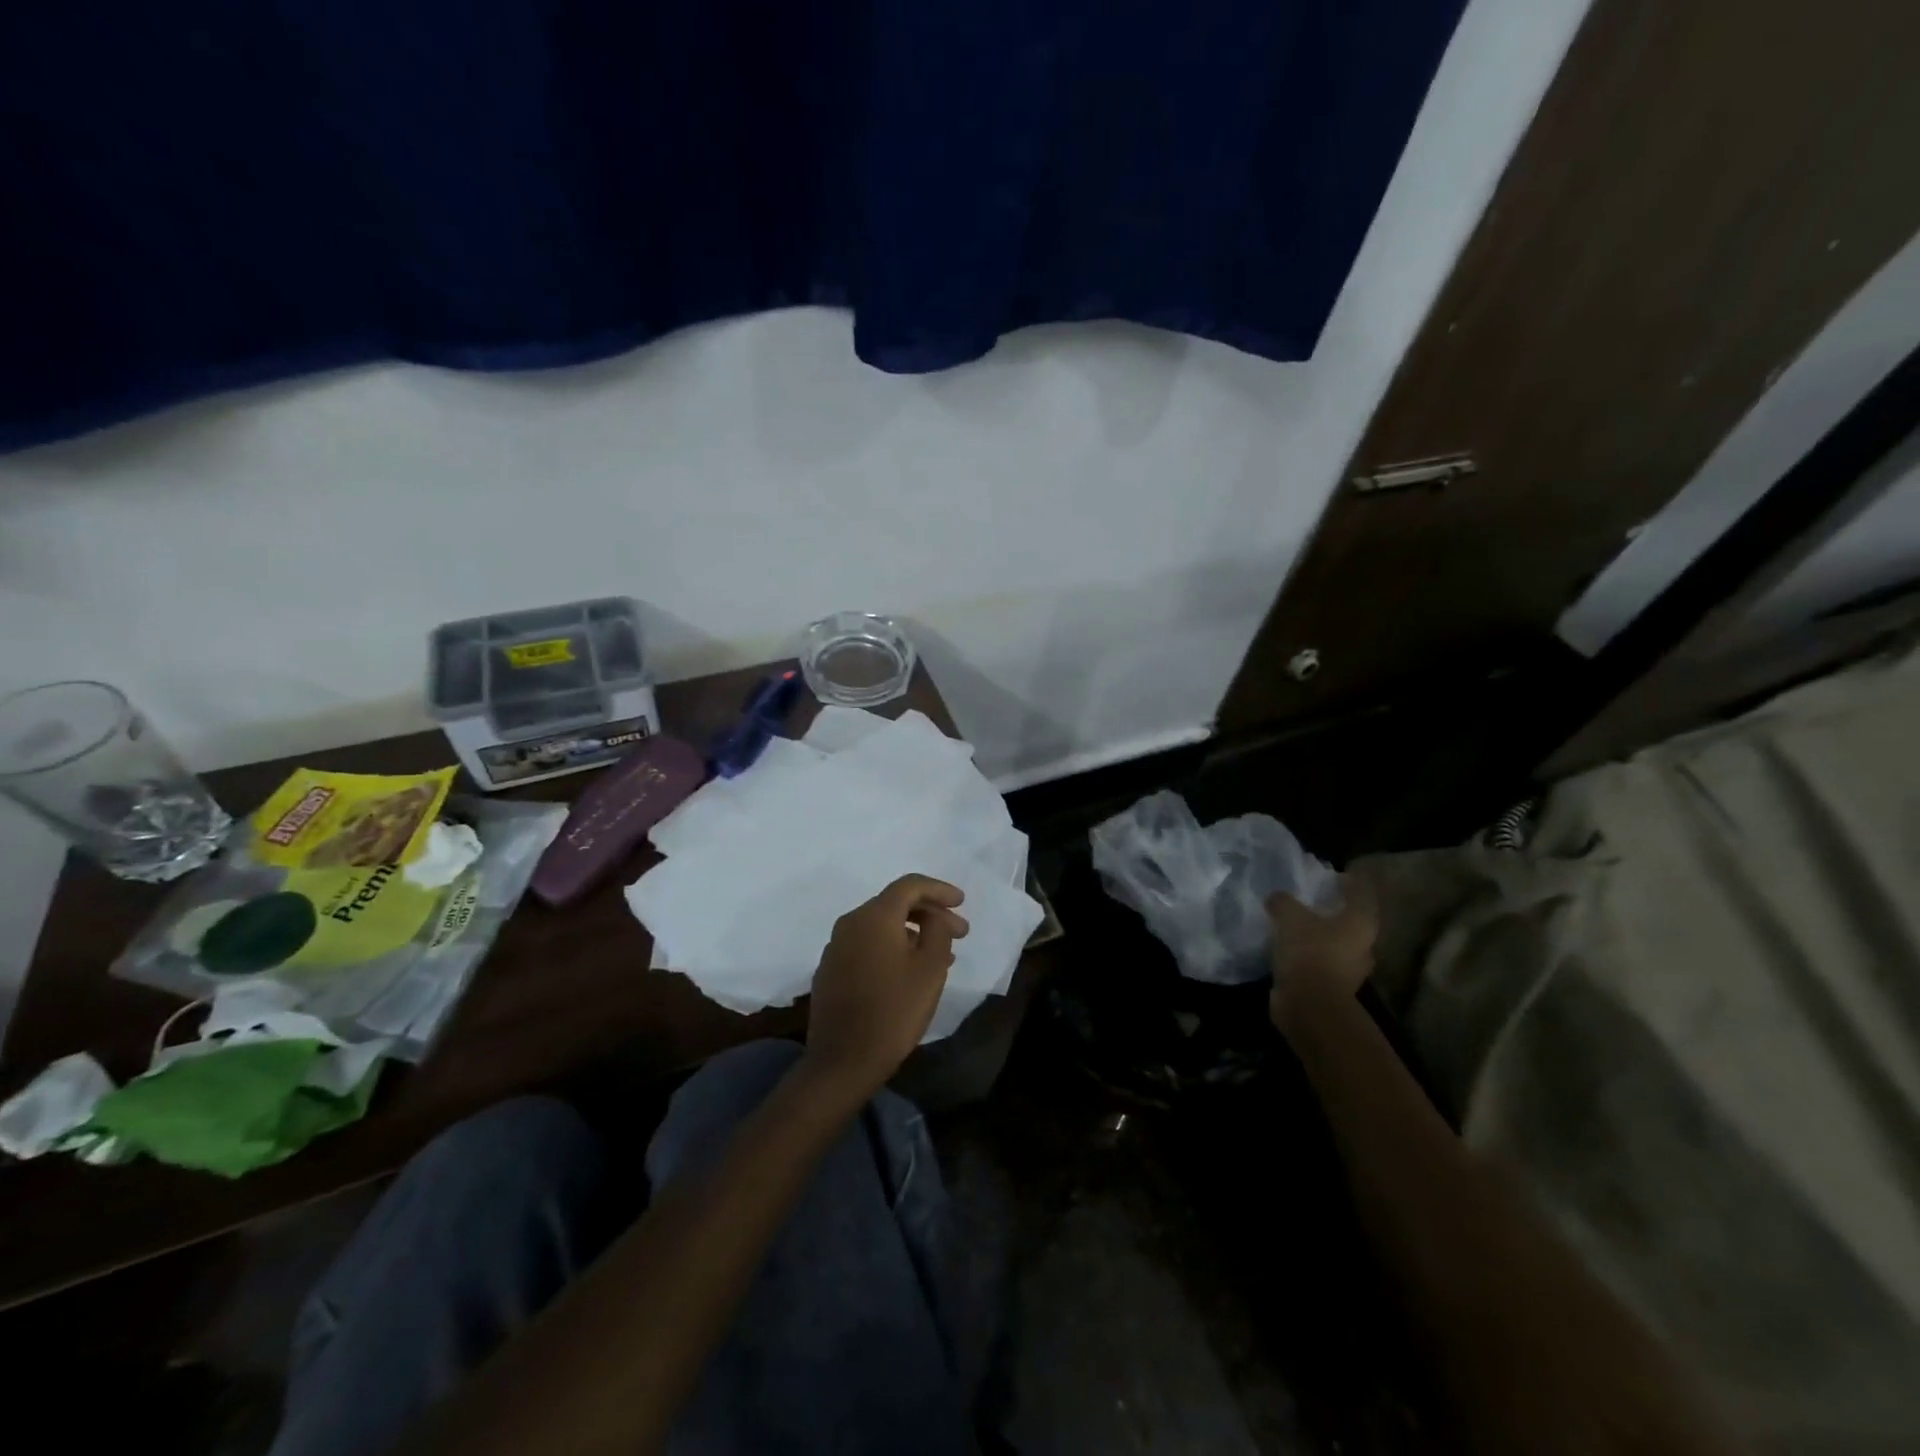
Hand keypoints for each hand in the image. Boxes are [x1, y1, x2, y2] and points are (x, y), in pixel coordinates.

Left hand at [802, 875, 968, 1102]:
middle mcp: (850, 923)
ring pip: (881, 926)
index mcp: (874, 916)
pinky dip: (892, 948)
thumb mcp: (930, 969)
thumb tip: (933, 917)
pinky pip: (867, 945)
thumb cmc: (894, 1011)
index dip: (939, 889)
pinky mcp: (830, 970)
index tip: (962, 902)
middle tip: (960, 933)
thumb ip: (937, 932)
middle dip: (930, 913)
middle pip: (894, 904)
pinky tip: (909, 970)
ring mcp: (836, 947)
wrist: (843, 1061)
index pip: (910, 885)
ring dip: (913, 933)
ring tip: (941, 955)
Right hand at [1266, 872, 1376, 1031]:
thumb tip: (1277, 897)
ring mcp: (1349, 970)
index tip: (1338, 874)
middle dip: (1336, 910)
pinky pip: (1320, 962)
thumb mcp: (1290, 917)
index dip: (1352, 883)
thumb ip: (1284, 902)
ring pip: (1336, 944)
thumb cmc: (1310, 952)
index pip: (1362, 894)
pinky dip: (1308, 954)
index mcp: (1360, 923)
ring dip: (1321, 934)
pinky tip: (1289, 947)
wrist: (1309, 1005)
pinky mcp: (1331, 986)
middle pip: (1353, 921)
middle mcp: (1362, 946)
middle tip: (1314, 898)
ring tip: (1297, 922)